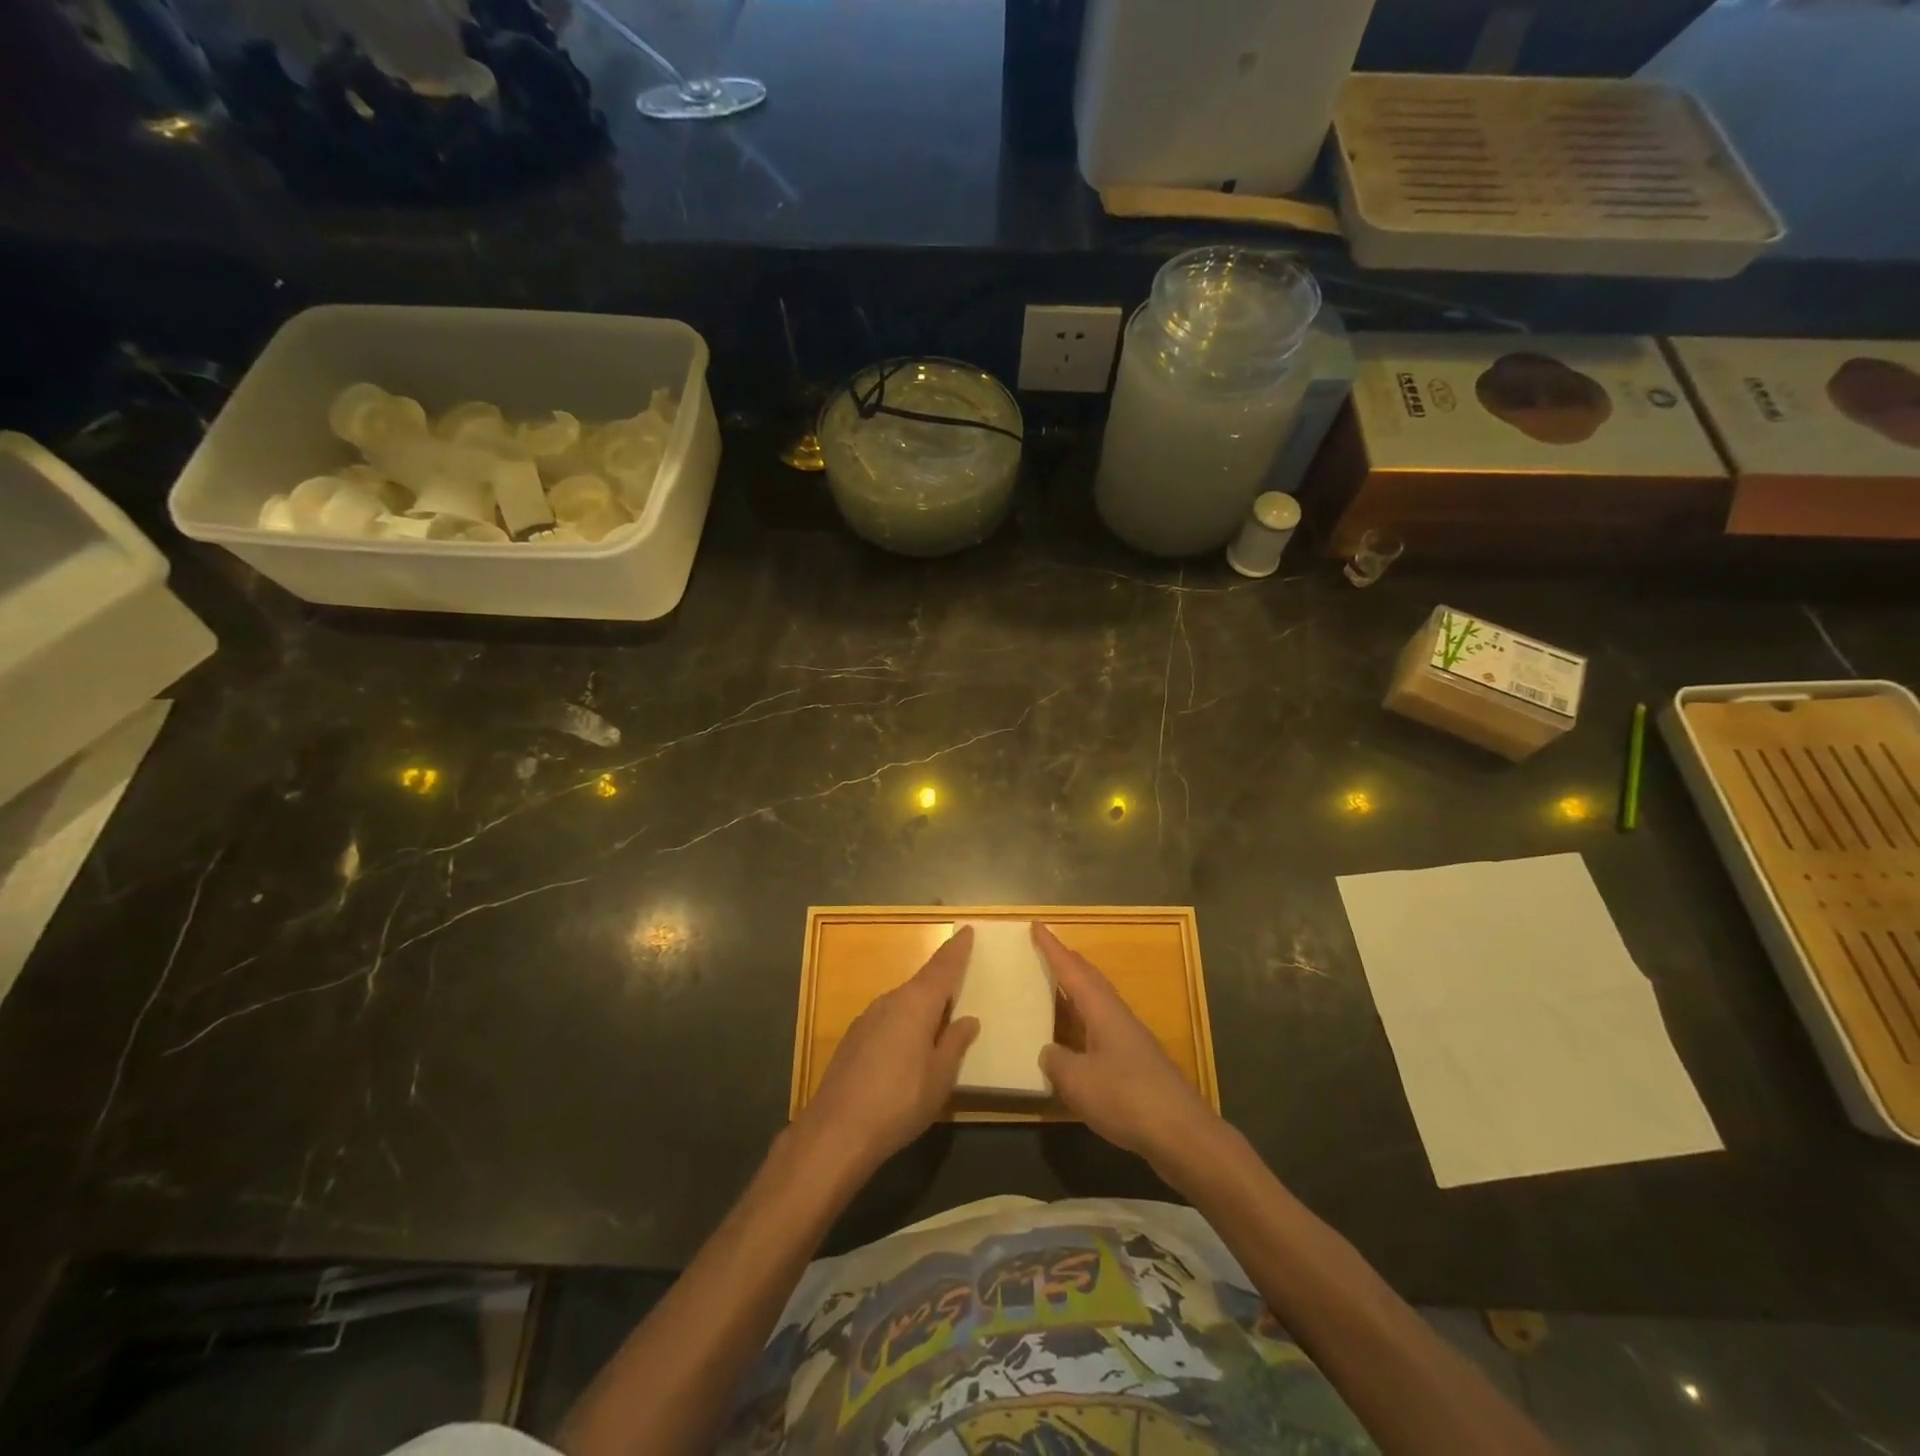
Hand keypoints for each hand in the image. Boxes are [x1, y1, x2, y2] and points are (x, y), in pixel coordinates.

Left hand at [799, 926, 979, 1173]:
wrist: (836, 1131)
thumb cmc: (899, 1102)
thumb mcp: (939, 1077)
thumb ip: (954, 1044)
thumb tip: (968, 1020)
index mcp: (916, 1004)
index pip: (942, 968)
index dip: (956, 950)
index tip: (967, 930)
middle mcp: (890, 1001)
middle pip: (922, 982)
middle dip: (941, 979)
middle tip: (960, 977)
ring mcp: (867, 1018)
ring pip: (903, 1002)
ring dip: (922, 1004)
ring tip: (939, 1017)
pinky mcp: (853, 1038)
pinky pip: (888, 1018)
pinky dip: (904, 1021)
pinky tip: (908, 1044)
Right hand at [1035, 923, 1220, 1174]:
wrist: (1182, 1134)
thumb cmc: (1126, 1098)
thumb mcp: (1078, 1081)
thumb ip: (1057, 1061)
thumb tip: (1048, 1051)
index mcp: (1102, 1010)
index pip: (1072, 970)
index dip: (1052, 949)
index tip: (1038, 926)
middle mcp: (1118, 1017)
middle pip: (1090, 980)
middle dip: (1068, 963)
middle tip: (1046, 950)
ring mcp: (1131, 1041)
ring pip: (1098, 1004)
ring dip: (1077, 992)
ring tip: (1056, 989)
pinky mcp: (1138, 1065)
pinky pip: (1102, 1030)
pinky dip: (1084, 1024)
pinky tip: (1076, 1041)